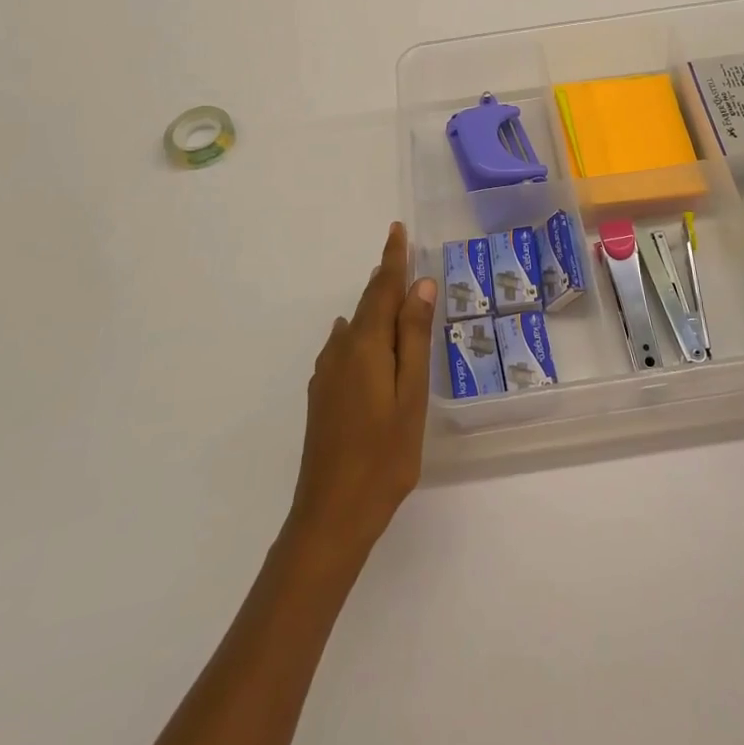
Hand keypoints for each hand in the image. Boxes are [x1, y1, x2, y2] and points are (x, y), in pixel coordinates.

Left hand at [288, 223, 436, 562]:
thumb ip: (414, 337)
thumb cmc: (384, 455)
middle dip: (386, 279)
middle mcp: (341, 350)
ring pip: (356, 327)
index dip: (393, 258)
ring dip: (376, 308)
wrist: (331, 515)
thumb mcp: (411, 394)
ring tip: (398, 300)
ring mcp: (327, 374)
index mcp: (366, 345)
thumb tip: (421, 285)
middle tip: (405, 258)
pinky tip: (373, 348)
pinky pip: (346, 348)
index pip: (383, 288)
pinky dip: (365, 335)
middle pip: (367, 304)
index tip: (397, 229)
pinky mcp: (323, 395)